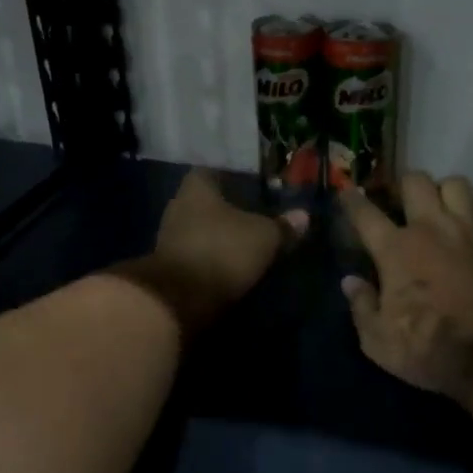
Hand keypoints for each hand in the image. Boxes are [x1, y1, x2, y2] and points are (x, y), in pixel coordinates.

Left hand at [138, 169, 307, 331]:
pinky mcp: (169, 267)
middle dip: (229, 210)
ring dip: (221, 237)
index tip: (256, 187)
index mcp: (197, 188)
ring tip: (247, 244)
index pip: (214, 171)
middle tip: (257, 216)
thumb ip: (283, 226)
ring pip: (201, 229)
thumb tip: (304, 216)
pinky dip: (213, 259)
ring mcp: (169, 238)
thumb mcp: (264, 237)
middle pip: (207, 202)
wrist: (178, 300)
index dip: (236, 178)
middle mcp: (178, 206)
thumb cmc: (222, 251)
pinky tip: (231, 266)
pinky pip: (197, 254)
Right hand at [340, 172, 472, 405]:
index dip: (351, 200)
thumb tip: (350, 281)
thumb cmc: (430, 350)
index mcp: (396, 250)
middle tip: (401, 202)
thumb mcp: (379, 342)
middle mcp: (432, 229)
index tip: (346, 192)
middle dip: (404, 186)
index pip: (365, 213)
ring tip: (441, 209)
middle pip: (416, 181)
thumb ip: (362, 307)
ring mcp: (470, 232)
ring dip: (445, 193)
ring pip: (457, 185)